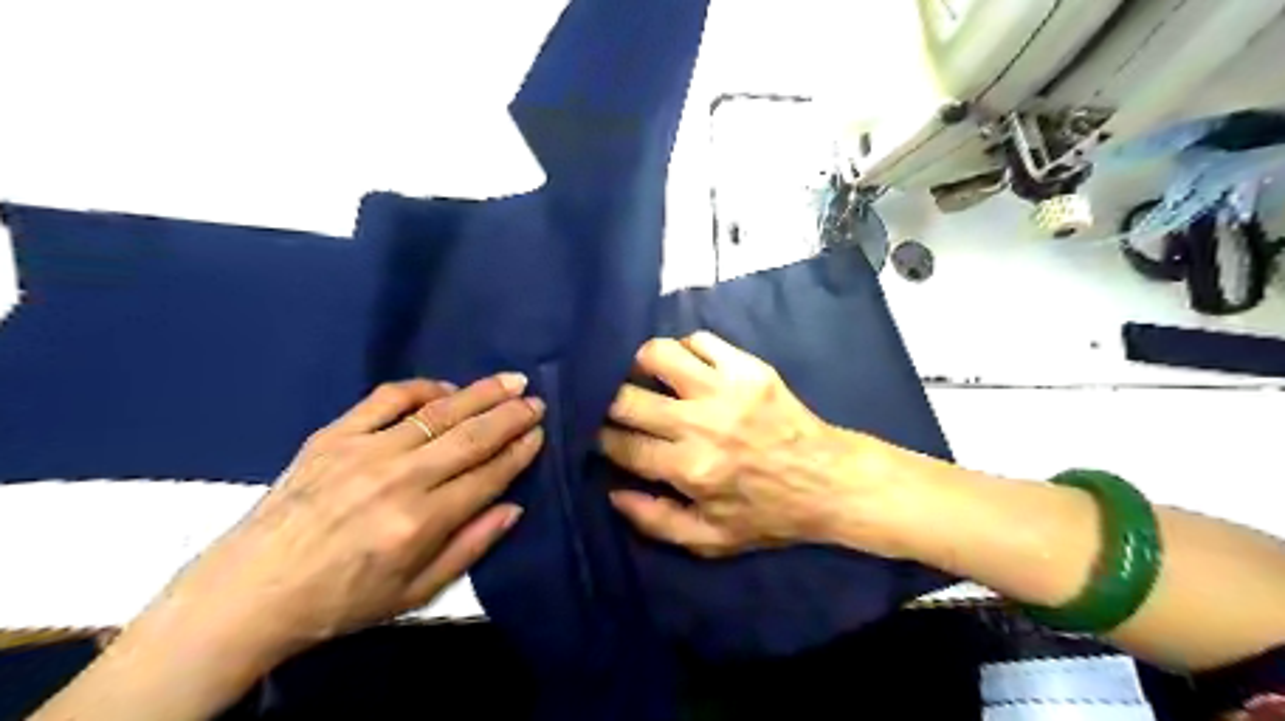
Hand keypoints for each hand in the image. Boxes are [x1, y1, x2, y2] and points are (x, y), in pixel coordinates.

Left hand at [151, 377, 544, 665]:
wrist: (249, 592)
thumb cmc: (340, 599)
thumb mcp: (415, 593)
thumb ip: (470, 548)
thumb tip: (513, 508)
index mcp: (421, 522)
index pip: (488, 476)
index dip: (519, 452)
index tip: (539, 434)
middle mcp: (400, 479)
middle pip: (471, 437)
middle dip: (511, 416)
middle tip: (537, 400)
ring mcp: (365, 451)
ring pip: (439, 412)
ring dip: (481, 393)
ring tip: (510, 381)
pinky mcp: (334, 436)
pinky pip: (386, 399)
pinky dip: (421, 388)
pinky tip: (445, 388)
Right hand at [595, 332, 889, 556]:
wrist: (829, 480)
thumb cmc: (768, 514)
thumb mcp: (711, 540)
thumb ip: (656, 522)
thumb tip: (613, 491)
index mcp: (690, 469)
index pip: (622, 444)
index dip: (601, 438)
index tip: (602, 436)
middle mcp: (701, 424)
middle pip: (627, 397)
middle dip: (610, 402)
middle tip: (618, 408)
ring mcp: (726, 389)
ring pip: (658, 354)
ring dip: (642, 365)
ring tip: (647, 378)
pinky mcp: (749, 368)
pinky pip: (700, 340)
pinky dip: (685, 350)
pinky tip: (687, 368)